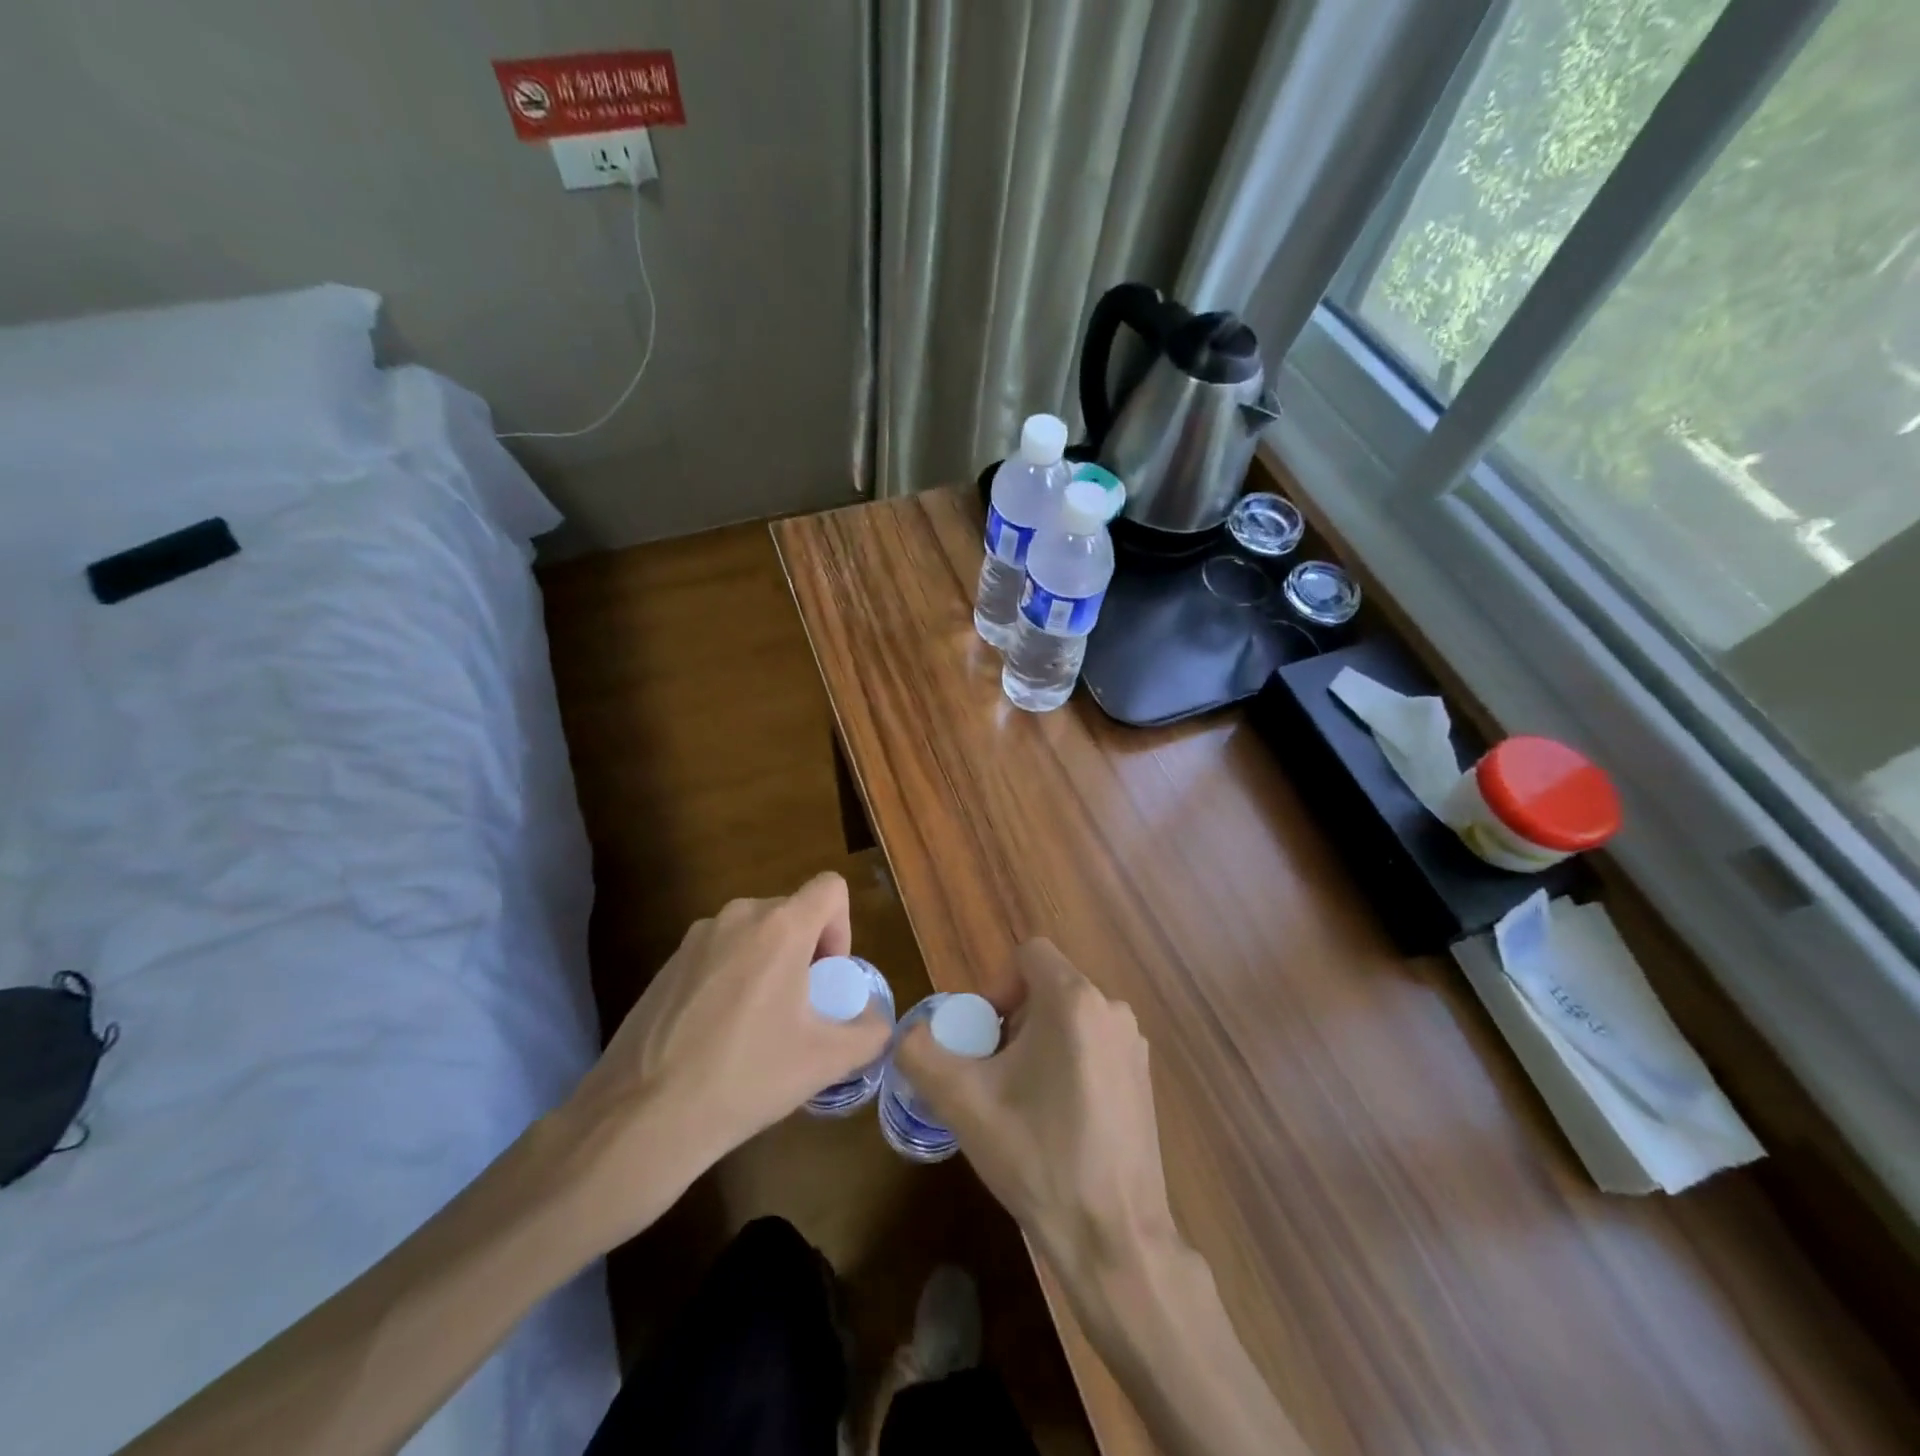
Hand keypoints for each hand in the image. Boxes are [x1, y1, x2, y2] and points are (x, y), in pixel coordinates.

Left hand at [554, 872, 890, 1242]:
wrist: (642, 1117)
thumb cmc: (747, 1076)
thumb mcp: (824, 1061)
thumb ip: (869, 1033)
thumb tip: (878, 1024)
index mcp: (781, 926)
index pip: (830, 888)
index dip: (843, 927)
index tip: (828, 978)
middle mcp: (737, 916)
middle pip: (792, 912)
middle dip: (806, 951)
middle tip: (801, 1009)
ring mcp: (695, 938)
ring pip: (753, 933)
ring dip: (769, 964)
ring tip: (759, 1025)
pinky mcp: (666, 964)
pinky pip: (718, 953)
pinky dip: (732, 977)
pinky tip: (718, 1035)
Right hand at [894, 939, 1177, 1272]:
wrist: (1114, 1238)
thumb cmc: (1038, 1157)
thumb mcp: (963, 1103)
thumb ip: (921, 1054)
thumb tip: (908, 1034)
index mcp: (1074, 1001)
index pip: (1028, 954)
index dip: (996, 986)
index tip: (984, 1038)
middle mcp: (1112, 1009)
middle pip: (1047, 987)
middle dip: (1013, 1020)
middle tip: (993, 1075)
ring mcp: (1133, 1045)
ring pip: (1070, 1018)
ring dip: (1038, 1043)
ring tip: (1022, 1101)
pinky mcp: (1144, 1078)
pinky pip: (1093, 1045)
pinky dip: (1067, 1062)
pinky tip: (1057, 1120)